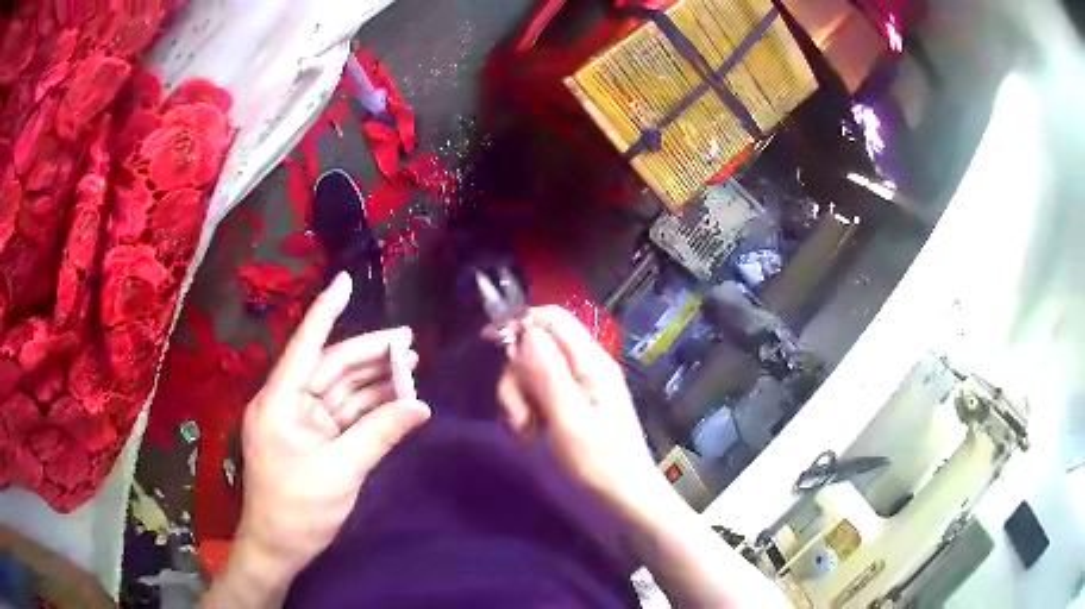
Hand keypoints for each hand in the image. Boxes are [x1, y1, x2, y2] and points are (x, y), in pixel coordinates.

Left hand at [232, 273, 430, 592]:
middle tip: (410, 342)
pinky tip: (395, 400)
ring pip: (340, 390)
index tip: (344, 281)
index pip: (306, 345)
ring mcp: (301, 422)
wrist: (277, 549)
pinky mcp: (313, 440)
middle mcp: (288, 403)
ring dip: (373, 380)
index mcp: (281, 402)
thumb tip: (421, 407)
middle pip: (331, 367)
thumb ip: (379, 435)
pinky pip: (343, 415)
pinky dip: (369, 409)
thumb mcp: (341, 473)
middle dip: (369, 354)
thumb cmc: (297, 510)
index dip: (325, 311)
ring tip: (410, 366)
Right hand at [499, 307, 788, 607]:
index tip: (492, 347)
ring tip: (530, 437)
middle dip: (516, 380)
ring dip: (518, 405)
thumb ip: (547, 373)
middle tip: (524, 418)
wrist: (624, 506)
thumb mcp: (569, 421)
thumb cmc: (600, 466)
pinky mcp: (566, 414)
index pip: (550, 318)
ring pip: (528, 378)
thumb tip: (526, 328)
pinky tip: (532, 442)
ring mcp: (574, 393)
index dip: (519, 324)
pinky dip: (525, 419)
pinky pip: (533, 402)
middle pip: (533, 349)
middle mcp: (582, 370)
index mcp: (590, 362)